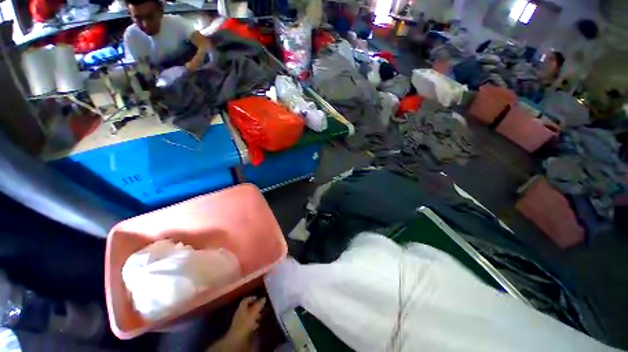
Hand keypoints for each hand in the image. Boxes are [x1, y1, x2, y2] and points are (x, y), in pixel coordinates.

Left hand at [226, 296, 265, 340]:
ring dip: (254, 315)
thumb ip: (259, 304)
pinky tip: (257, 325)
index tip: (259, 298)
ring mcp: (239, 321)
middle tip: (262, 308)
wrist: (237, 339)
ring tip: (261, 317)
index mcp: (241, 307)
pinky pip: (247, 323)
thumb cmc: (246, 323)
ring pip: (248, 315)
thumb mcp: (254, 312)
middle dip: (255, 307)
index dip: (252, 298)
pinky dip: (252, 323)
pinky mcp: (240, 329)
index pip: (246, 299)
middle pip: (247, 307)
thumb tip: (264, 298)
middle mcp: (239, 312)